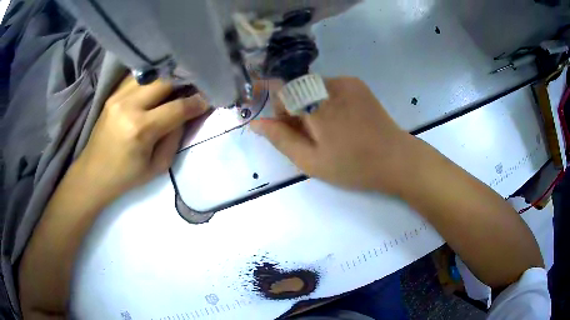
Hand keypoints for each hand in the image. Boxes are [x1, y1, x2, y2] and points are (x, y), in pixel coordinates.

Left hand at [75, 76, 207, 200]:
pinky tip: (157, 86)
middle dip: (184, 82)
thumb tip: (187, 114)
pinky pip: (137, 78)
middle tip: (194, 88)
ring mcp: (118, 97)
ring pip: (151, 75)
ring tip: (178, 85)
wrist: (93, 173)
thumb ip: (174, 138)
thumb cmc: (126, 176)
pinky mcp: (112, 95)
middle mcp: (129, 106)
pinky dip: (151, 79)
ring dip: (168, 78)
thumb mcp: (157, 166)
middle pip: (165, 81)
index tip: (208, 100)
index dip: (197, 102)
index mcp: (141, 129)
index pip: (177, 107)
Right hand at [250, 77, 413, 193]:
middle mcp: (329, 83)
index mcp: (316, 103)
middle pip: (296, 87)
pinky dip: (324, 100)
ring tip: (325, 130)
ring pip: (312, 87)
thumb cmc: (353, 165)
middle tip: (306, 135)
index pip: (280, 89)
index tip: (285, 126)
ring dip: (309, 104)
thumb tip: (256, 122)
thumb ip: (280, 139)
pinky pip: (329, 87)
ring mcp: (346, 81)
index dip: (277, 106)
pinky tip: (339, 121)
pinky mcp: (358, 84)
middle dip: (293, 107)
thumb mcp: (311, 160)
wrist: (396, 159)